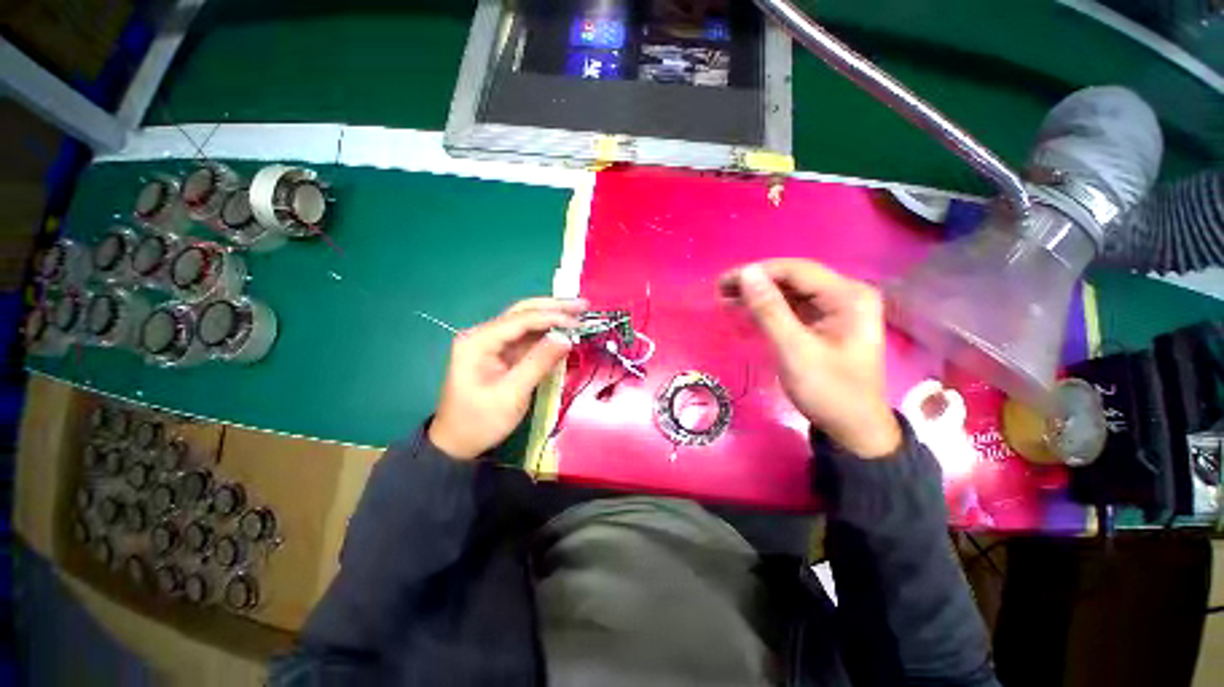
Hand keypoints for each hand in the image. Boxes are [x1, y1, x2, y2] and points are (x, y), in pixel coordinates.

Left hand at [429, 298, 584, 459]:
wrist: (457, 444)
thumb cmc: (480, 421)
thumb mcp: (511, 394)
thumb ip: (538, 363)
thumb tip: (566, 338)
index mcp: (478, 340)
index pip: (520, 319)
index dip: (552, 317)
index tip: (579, 322)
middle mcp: (484, 335)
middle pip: (523, 312)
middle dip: (554, 308)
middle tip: (583, 305)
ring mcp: (494, 344)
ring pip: (528, 323)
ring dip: (554, 318)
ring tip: (580, 315)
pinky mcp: (503, 355)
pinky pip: (529, 339)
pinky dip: (548, 335)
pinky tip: (565, 332)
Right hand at [720, 260, 900, 457]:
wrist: (853, 429)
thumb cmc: (829, 391)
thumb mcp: (795, 351)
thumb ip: (770, 310)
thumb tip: (747, 273)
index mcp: (848, 296)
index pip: (796, 270)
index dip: (758, 272)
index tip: (724, 282)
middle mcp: (846, 295)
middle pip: (794, 278)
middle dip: (756, 283)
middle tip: (721, 290)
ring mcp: (837, 309)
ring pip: (791, 292)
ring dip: (759, 295)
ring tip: (726, 298)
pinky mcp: (825, 323)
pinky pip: (793, 307)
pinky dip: (768, 309)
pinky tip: (746, 311)